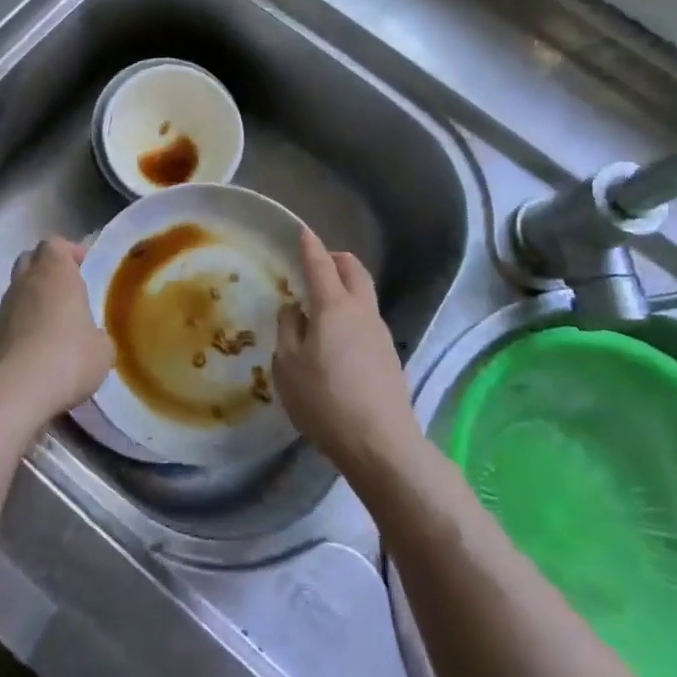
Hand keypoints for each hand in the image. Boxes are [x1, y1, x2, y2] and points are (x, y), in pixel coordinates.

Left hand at [0, 238, 114, 436]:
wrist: (14, 392)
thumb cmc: (67, 357)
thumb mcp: (102, 350)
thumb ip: (98, 336)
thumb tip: (93, 340)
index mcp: (55, 272)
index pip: (55, 244)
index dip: (69, 252)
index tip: (83, 268)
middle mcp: (25, 282)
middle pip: (30, 260)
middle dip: (46, 270)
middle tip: (67, 292)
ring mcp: (2, 309)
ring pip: (16, 291)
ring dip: (31, 301)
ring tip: (52, 325)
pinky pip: (7, 322)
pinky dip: (19, 328)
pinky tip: (34, 352)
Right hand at [273, 229, 421, 482]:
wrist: (381, 444)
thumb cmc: (324, 400)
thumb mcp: (287, 366)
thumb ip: (288, 330)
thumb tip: (295, 310)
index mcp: (334, 306)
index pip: (320, 264)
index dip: (310, 246)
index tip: (302, 231)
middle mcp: (362, 311)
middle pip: (354, 270)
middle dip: (337, 259)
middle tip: (317, 264)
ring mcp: (381, 333)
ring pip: (364, 295)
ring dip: (345, 288)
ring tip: (322, 306)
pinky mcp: (389, 357)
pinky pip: (367, 321)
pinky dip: (352, 315)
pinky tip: (337, 339)